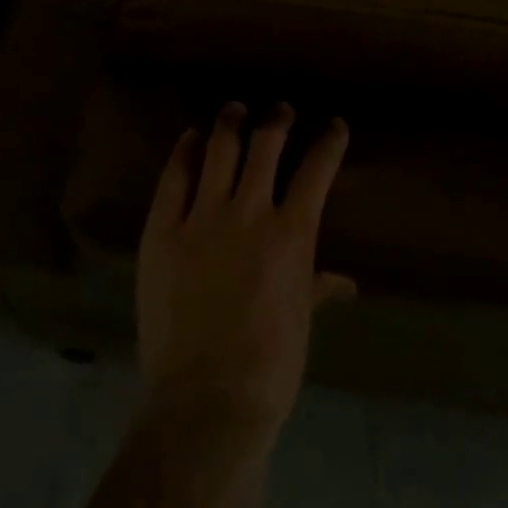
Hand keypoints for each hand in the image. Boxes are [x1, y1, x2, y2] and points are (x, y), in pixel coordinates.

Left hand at [136, 103, 354, 447]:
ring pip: (219, 150)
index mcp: (292, 234)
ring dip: (229, 124)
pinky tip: (189, 138)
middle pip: (266, 146)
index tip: (334, 125)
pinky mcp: (162, 229)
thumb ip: (317, 288)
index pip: (317, 170)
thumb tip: (345, 282)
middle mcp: (249, 211)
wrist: (207, 397)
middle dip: (277, 121)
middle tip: (280, 110)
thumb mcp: (300, 322)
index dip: (329, 141)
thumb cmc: (269, 367)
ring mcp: (202, 217)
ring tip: (233, 109)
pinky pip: (174, 178)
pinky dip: (183, 152)